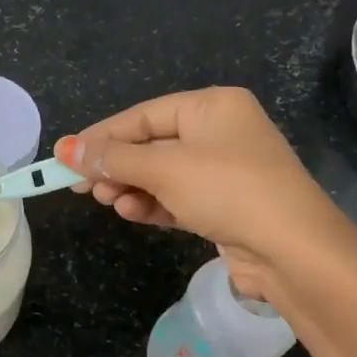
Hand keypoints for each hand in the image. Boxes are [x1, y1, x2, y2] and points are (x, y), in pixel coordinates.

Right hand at [58, 87, 336, 299]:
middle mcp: (220, 132)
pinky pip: (177, 198)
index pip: (143, 115)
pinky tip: (132, 213)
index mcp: (212, 106)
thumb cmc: (227, 190)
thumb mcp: (164, 169)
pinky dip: (153, 204)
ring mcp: (224, 171)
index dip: (101, 136)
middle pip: (151, 145)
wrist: (292, 250)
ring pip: (162, 174)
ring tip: (109, 203)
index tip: (65, 157)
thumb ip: (112, 158)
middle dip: (116, 167)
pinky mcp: (224, 205)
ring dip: (131, 188)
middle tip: (83, 187)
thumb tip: (64, 149)